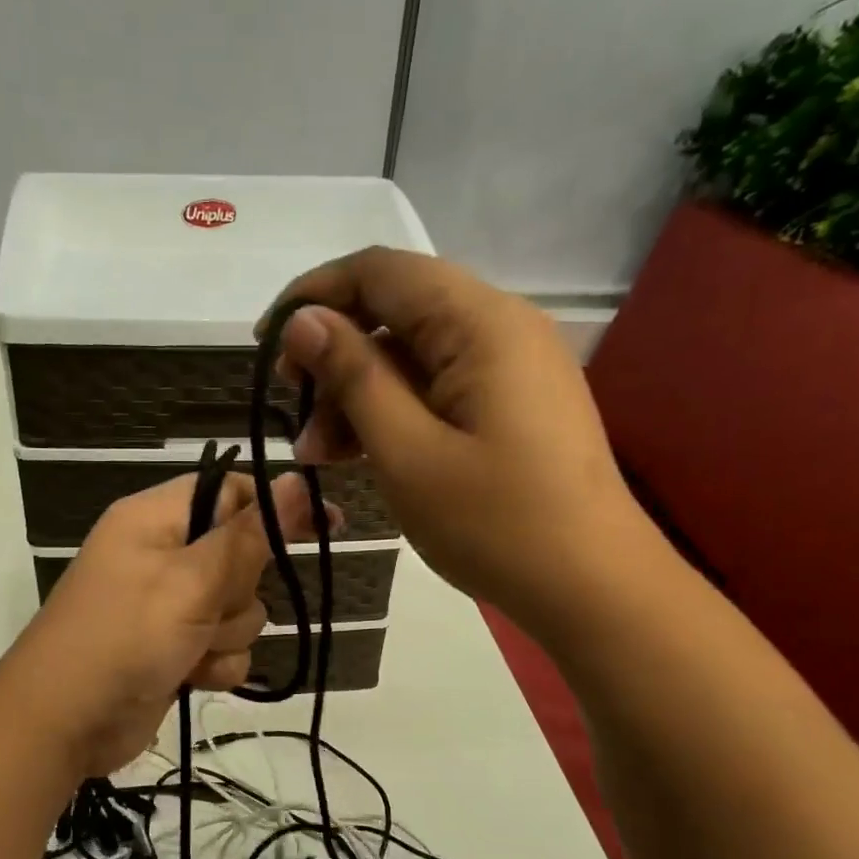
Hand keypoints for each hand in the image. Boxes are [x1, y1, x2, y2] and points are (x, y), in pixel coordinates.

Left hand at [0, 470, 321, 777]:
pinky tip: (189, 678)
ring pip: (240, 610)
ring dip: (225, 636)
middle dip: (238, 592)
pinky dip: (214, 665)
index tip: (326, 525)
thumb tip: (297, 480)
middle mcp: (163, 555)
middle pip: (242, 557)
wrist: (63, 724)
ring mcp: (168, 606)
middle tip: (206, 608)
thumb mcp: (190, 581)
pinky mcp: (174, 649)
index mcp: (156, 519)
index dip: (276, 508)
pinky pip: (224, 648)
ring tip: (188, 650)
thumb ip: (248, 535)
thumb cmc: (124, 637)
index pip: (231, 492)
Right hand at [263, 247, 638, 617]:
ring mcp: (511, 368)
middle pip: (395, 312)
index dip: (313, 295)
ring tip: (319, 456)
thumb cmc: (495, 524)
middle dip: (334, 358)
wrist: (592, 587)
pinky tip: (361, 454)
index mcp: (480, 322)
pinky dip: (394, 414)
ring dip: (358, 396)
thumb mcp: (407, 452)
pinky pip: (438, 389)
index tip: (265, 344)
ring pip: (412, 357)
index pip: (380, 271)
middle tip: (294, 417)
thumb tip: (303, 321)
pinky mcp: (512, 405)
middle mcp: (501, 327)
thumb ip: (353, 377)